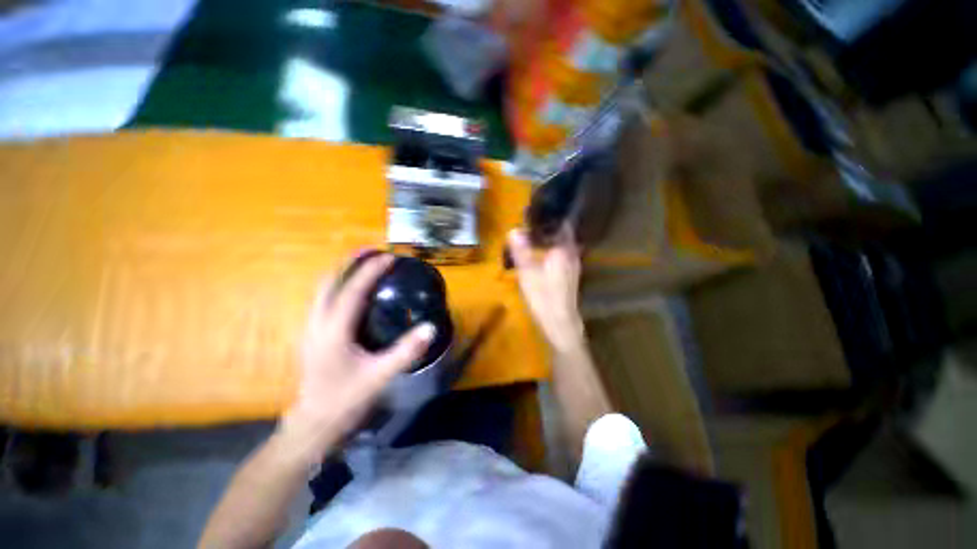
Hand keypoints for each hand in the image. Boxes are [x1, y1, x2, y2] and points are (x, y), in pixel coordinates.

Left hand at [280, 254, 434, 457]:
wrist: (314, 423)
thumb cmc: (346, 399)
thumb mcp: (379, 376)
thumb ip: (406, 351)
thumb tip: (431, 328)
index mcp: (333, 330)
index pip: (352, 290)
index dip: (371, 270)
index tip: (389, 257)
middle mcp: (317, 323)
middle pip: (329, 282)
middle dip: (350, 263)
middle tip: (372, 252)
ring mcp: (311, 328)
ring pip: (323, 289)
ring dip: (343, 272)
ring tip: (363, 264)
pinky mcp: (313, 334)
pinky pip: (325, 300)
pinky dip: (339, 286)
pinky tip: (354, 291)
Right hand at [508, 227, 585, 352]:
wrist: (560, 323)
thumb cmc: (544, 297)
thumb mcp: (528, 273)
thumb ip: (521, 251)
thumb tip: (513, 230)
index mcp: (564, 249)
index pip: (561, 224)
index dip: (550, 216)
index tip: (536, 211)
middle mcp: (572, 254)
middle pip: (562, 233)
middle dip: (548, 226)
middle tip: (530, 222)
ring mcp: (573, 264)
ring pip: (562, 244)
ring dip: (550, 238)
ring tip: (533, 234)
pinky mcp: (570, 274)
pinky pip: (562, 253)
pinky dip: (552, 249)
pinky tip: (541, 252)